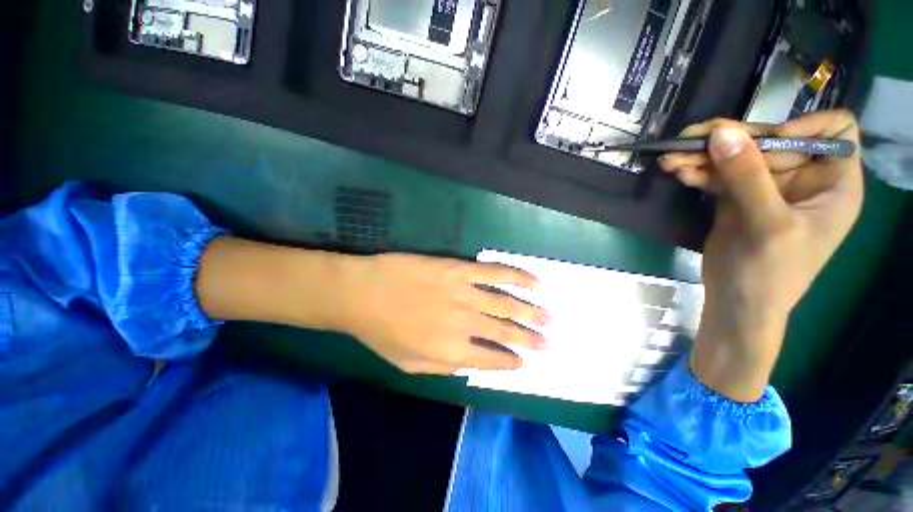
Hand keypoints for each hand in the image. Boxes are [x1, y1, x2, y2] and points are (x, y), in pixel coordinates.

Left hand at [335, 254, 549, 374]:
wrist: (362, 292)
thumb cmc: (381, 331)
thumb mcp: (408, 365)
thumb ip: (443, 368)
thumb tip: (470, 366)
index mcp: (452, 351)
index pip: (492, 360)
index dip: (510, 362)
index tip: (523, 362)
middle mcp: (465, 324)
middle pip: (506, 332)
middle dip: (530, 339)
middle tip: (547, 342)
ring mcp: (465, 293)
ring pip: (507, 303)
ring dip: (531, 312)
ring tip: (549, 318)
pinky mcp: (460, 269)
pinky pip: (495, 272)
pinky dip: (518, 277)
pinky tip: (535, 282)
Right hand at [659, 111, 863, 400]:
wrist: (736, 304)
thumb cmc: (771, 274)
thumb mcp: (767, 225)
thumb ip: (748, 177)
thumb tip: (722, 133)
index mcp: (833, 182)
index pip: (835, 131)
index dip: (805, 125)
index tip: (768, 139)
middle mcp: (802, 178)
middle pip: (771, 140)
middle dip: (732, 139)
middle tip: (690, 140)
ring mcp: (766, 188)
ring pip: (737, 156)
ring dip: (703, 156)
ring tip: (671, 159)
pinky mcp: (736, 198)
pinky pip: (717, 175)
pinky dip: (697, 172)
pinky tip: (677, 172)